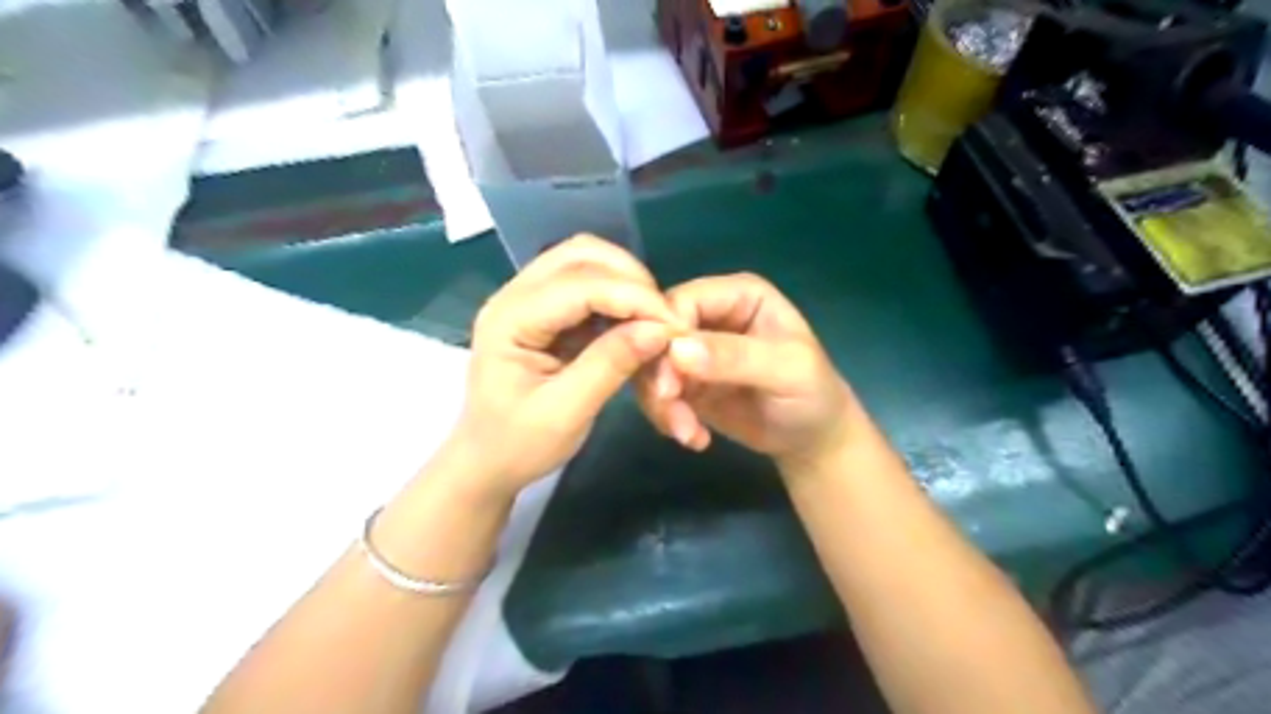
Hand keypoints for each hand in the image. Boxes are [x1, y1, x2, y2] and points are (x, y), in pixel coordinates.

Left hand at [447, 238, 684, 497]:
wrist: (487, 463)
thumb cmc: (519, 444)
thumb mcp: (567, 412)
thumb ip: (610, 365)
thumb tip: (659, 330)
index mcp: (510, 319)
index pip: (580, 285)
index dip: (633, 297)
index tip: (673, 325)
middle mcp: (514, 296)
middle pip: (580, 254)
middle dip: (630, 278)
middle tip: (662, 317)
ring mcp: (527, 299)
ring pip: (584, 261)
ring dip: (624, 282)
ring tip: (651, 318)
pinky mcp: (544, 312)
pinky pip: (586, 285)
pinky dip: (616, 296)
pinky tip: (633, 323)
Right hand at [635, 275, 864, 468]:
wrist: (812, 439)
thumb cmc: (813, 394)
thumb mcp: (786, 371)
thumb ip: (735, 357)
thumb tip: (677, 350)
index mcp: (738, 295)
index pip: (681, 301)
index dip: (666, 335)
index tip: (669, 380)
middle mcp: (710, 315)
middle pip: (656, 333)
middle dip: (660, 377)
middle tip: (674, 415)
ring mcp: (694, 349)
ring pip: (651, 365)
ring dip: (661, 403)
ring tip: (689, 434)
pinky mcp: (685, 381)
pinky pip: (656, 392)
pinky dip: (667, 417)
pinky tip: (694, 438)